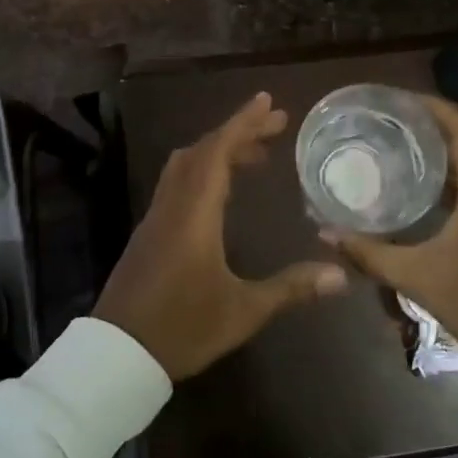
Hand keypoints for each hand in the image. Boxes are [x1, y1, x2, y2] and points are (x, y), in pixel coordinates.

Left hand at [95, 92, 347, 379]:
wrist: (117, 356)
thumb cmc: (182, 329)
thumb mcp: (243, 311)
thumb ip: (291, 288)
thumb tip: (340, 275)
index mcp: (194, 215)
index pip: (218, 153)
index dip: (243, 123)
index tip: (267, 102)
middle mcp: (172, 206)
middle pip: (202, 152)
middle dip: (238, 133)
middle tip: (275, 127)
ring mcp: (156, 219)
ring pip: (185, 166)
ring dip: (218, 151)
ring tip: (255, 156)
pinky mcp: (149, 234)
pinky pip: (177, 185)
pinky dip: (203, 172)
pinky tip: (223, 193)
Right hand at [323, 94, 457, 365]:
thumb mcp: (417, 276)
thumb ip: (369, 253)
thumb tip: (325, 233)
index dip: (432, 108)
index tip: (398, 100)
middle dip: (430, 124)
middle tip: (389, 120)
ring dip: (441, 148)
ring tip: (398, 143)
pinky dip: (450, 173)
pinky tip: (419, 183)